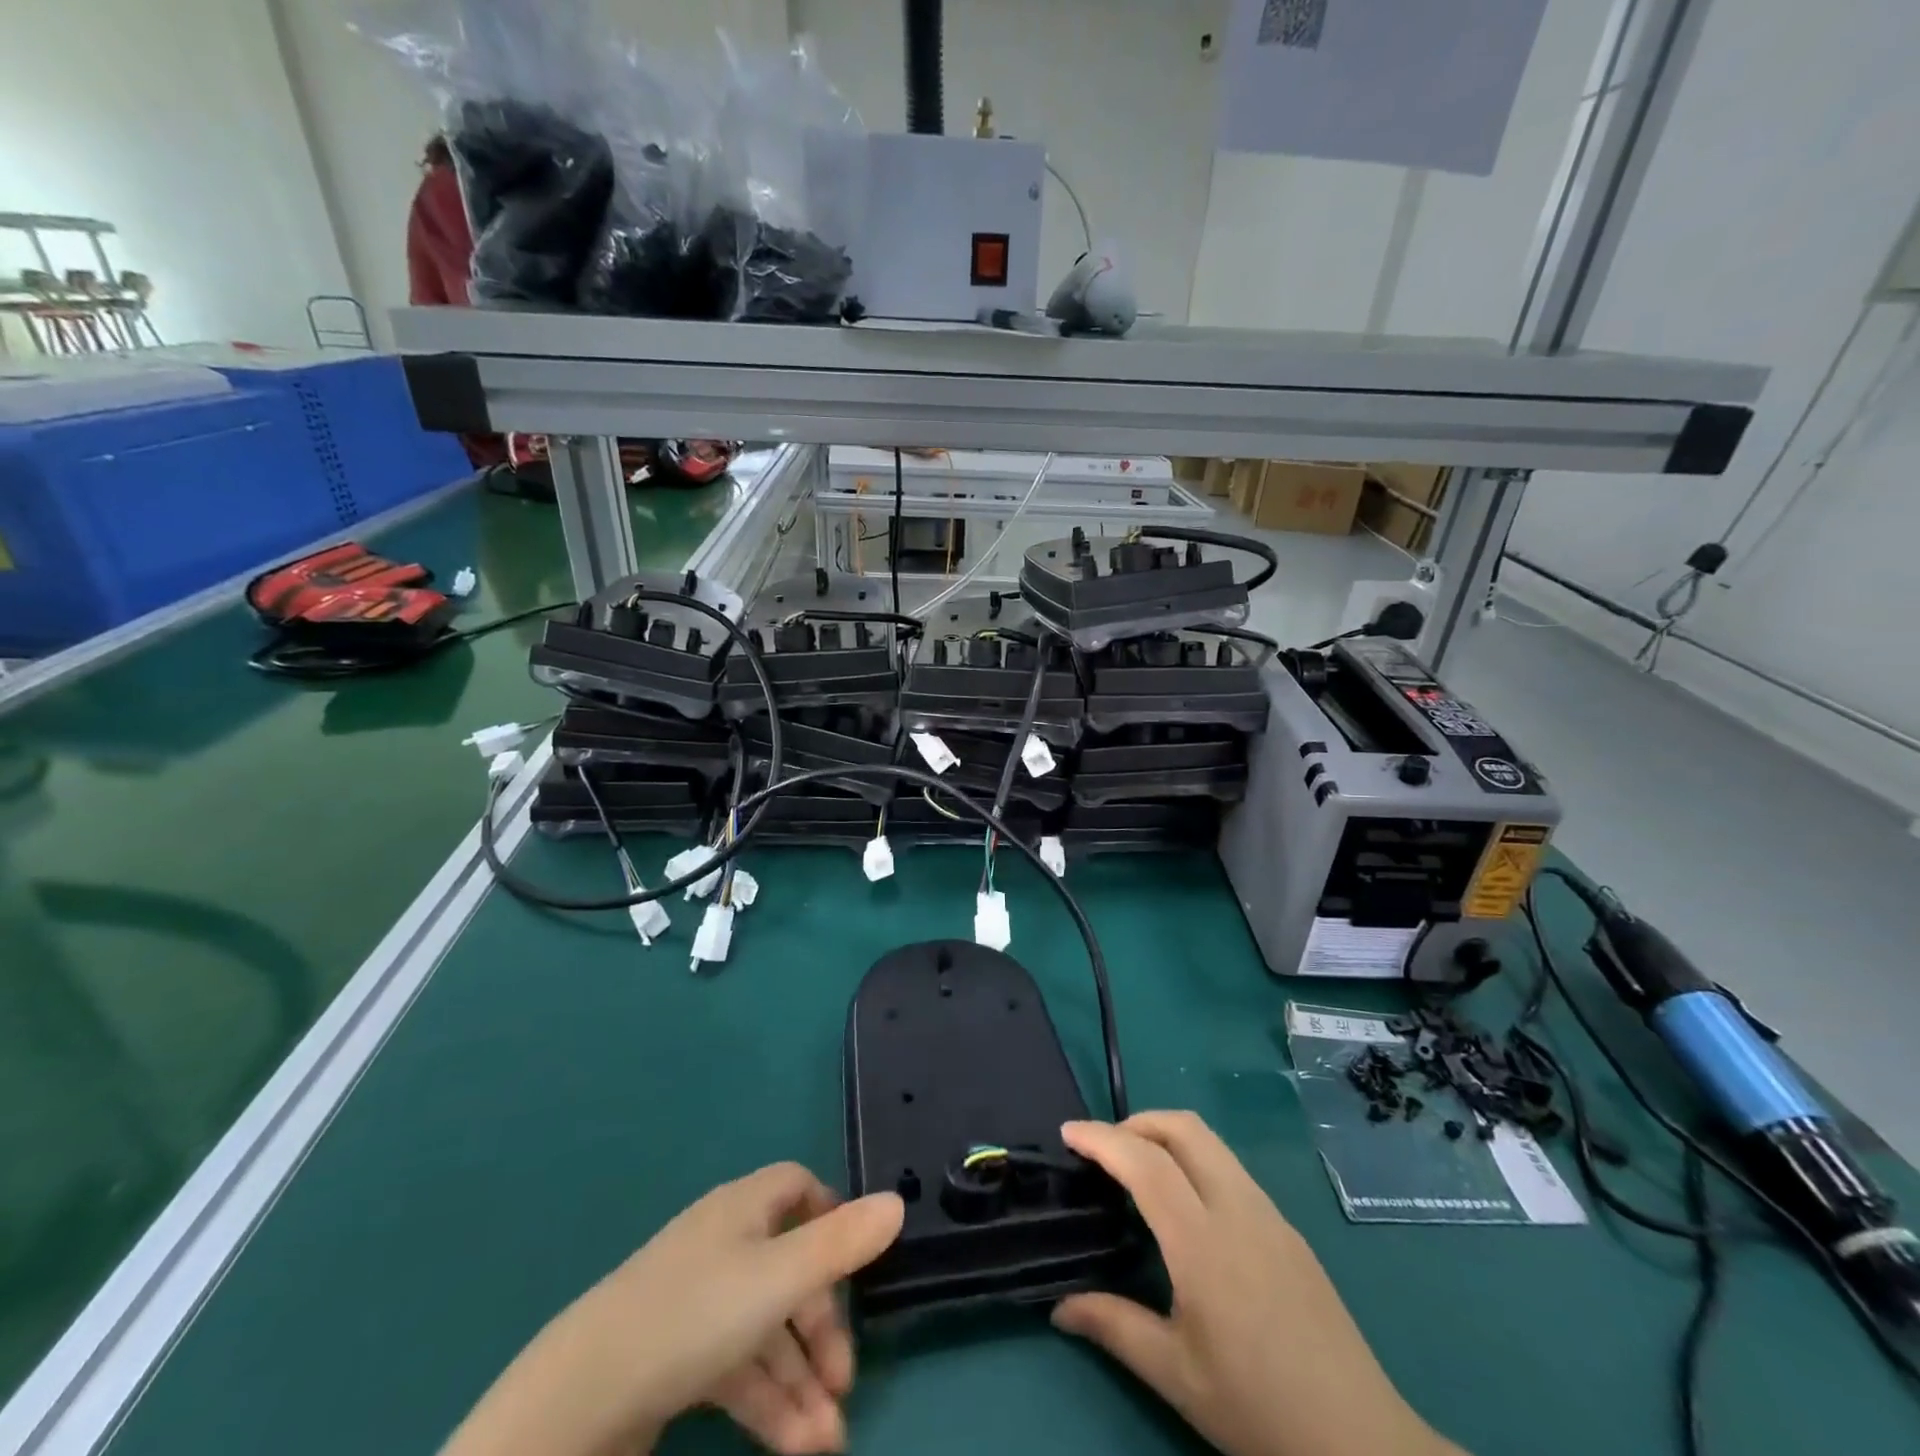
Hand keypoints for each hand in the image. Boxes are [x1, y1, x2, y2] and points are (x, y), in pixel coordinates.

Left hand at [442, 1164, 903, 1455]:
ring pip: (765, 1333)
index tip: (857, 1265)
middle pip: (788, 1271)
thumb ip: (842, 1243)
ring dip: (800, 1384)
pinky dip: (767, 1404)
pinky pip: (736, 1370)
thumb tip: (898, 1201)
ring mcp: (695, 1304)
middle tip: (845, 1386)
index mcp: (743, 1209)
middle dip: (821, 1330)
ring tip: (826, 1444)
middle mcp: (722, 1245)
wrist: (578, 1405)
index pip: (797, 1189)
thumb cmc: (694, 1317)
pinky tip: (794, 1447)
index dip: (831, 1217)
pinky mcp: (674, 1361)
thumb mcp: (779, 1279)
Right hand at [1053, 1114, 1462, 1455]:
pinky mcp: (1288, 1228)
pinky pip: (1231, 1168)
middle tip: (1102, 1149)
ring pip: (1211, 1142)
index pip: (1145, 1163)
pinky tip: (1186, 1206)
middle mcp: (1238, 1209)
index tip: (1068, 1134)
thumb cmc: (1258, 1409)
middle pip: (1183, 1127)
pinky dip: (1194, 1160)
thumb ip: (1114, 1327)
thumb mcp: (1176, 1376)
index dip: (1102, 1139)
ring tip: (1137, 1170)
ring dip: (1166, 1136)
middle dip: (1136, 1122)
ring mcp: (1269, 1214)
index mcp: (1204, 1242)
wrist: (1362, 1443)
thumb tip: (1059, 1307)